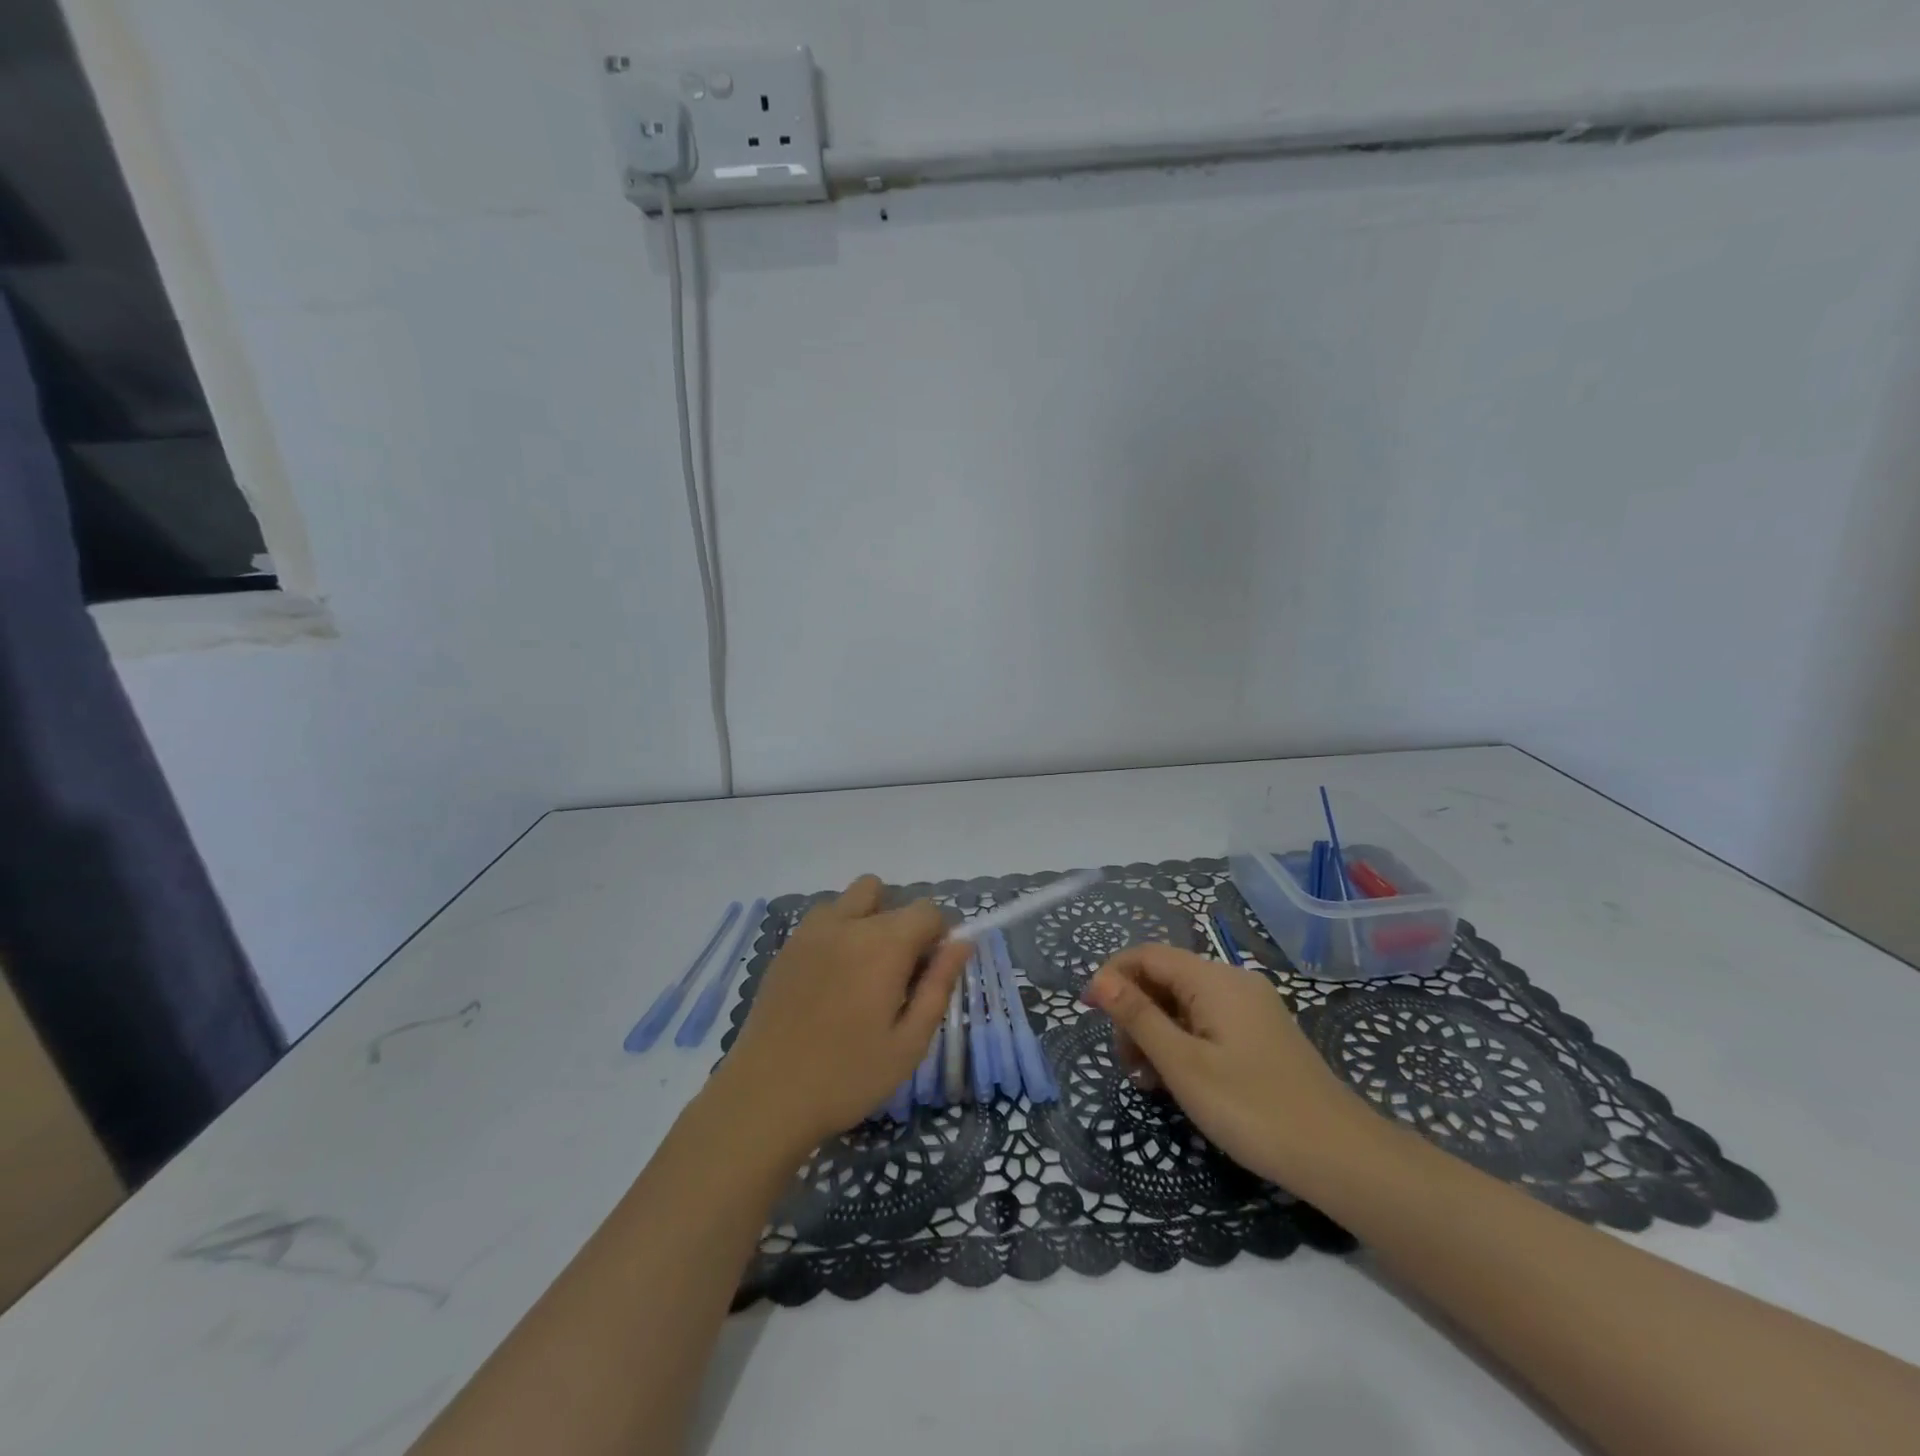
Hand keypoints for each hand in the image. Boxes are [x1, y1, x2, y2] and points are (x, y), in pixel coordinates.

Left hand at [713, 875, 969, 1152]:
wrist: (765, 1097)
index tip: (930, 973)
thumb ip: (939, 985)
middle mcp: (847, 924)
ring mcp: (810, 932)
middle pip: (885, 892)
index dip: (938, 935)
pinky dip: (837, 933)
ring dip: (865, 919)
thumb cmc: (848, 1076)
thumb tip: (962, 943)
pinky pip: (821, 920)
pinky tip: (831, 982)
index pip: (927, 910)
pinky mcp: (785, 948)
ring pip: (849, 900)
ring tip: (862, 972)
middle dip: (901, 922)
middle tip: (897, 973)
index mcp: (884, 944)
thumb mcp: (909, 1042)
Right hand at [1083, 945, 1373, 1185]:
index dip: (1113, 975)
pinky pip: (1208, 1021)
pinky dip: (1183, 1042)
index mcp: (1214, 980)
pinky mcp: (1262, 1034)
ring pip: (1185, 1003)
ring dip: (1156, 1032)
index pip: (1148, 955)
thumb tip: (1100, 980)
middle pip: (1165, 978)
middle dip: (1135, 1012)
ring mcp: (1252, 1008)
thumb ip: (1139, 1018)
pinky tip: (1180, 1080)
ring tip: (1150, 1082)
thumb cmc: (1253, 1109)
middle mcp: (1233, 982)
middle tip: (1127, 1065)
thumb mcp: (1184, 1065)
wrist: (1342, 1157)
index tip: (1087, 1011)